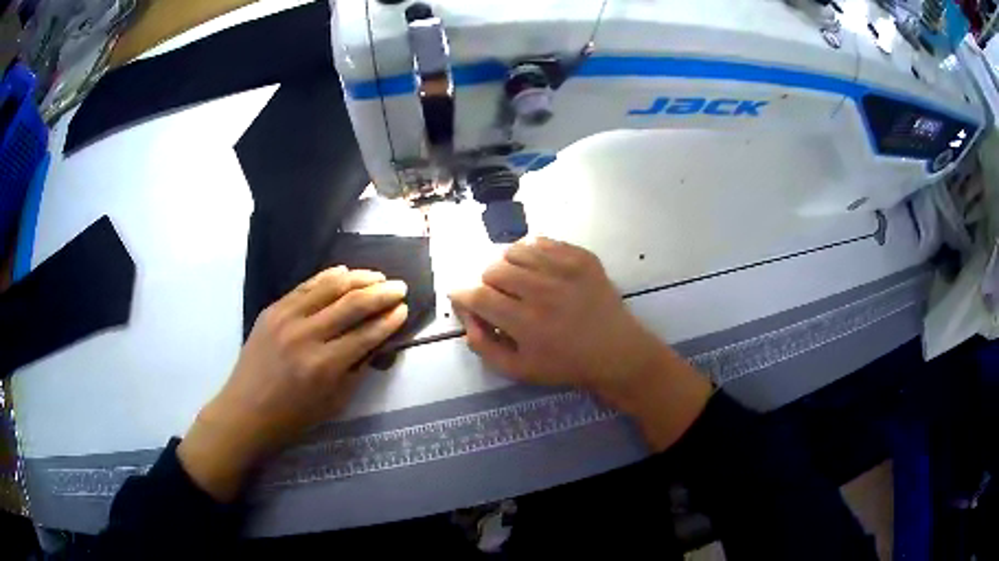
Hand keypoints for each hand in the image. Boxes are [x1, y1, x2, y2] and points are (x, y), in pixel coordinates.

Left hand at [178, 267, 407, 500]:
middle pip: (352, 304)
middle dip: (381, 293)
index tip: (404, 309)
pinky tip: (344, 272)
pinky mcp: (273, 309)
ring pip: (329, 286)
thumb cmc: (293, 417)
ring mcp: (286, 318)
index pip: (366, 334)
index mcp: (324, 366)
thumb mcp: (334, 403)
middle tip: (400, 287)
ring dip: (358, 278)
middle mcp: (307, 336)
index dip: (389, 320)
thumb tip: (376, 342)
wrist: (246, 411)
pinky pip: (306, 286)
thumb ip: (357, 370)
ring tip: (377, 275)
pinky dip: (327, 276)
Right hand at [449, 238, 711, 450]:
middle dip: (488, 283)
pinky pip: (542, 241)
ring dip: (508, 265)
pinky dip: (532, 253)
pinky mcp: (582, 257)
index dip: (462, 294)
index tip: (460, 294)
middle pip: (493, 269)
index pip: (478, 296)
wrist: (616, 351)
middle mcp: (543, 291)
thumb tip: (467, 317)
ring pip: (515, 250)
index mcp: (526, 322)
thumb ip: (484, 346)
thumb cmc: (565, 364)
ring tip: (518, 280)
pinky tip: (539, 269)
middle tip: (499, 296)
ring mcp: (565, 269)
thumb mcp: (518, 370)